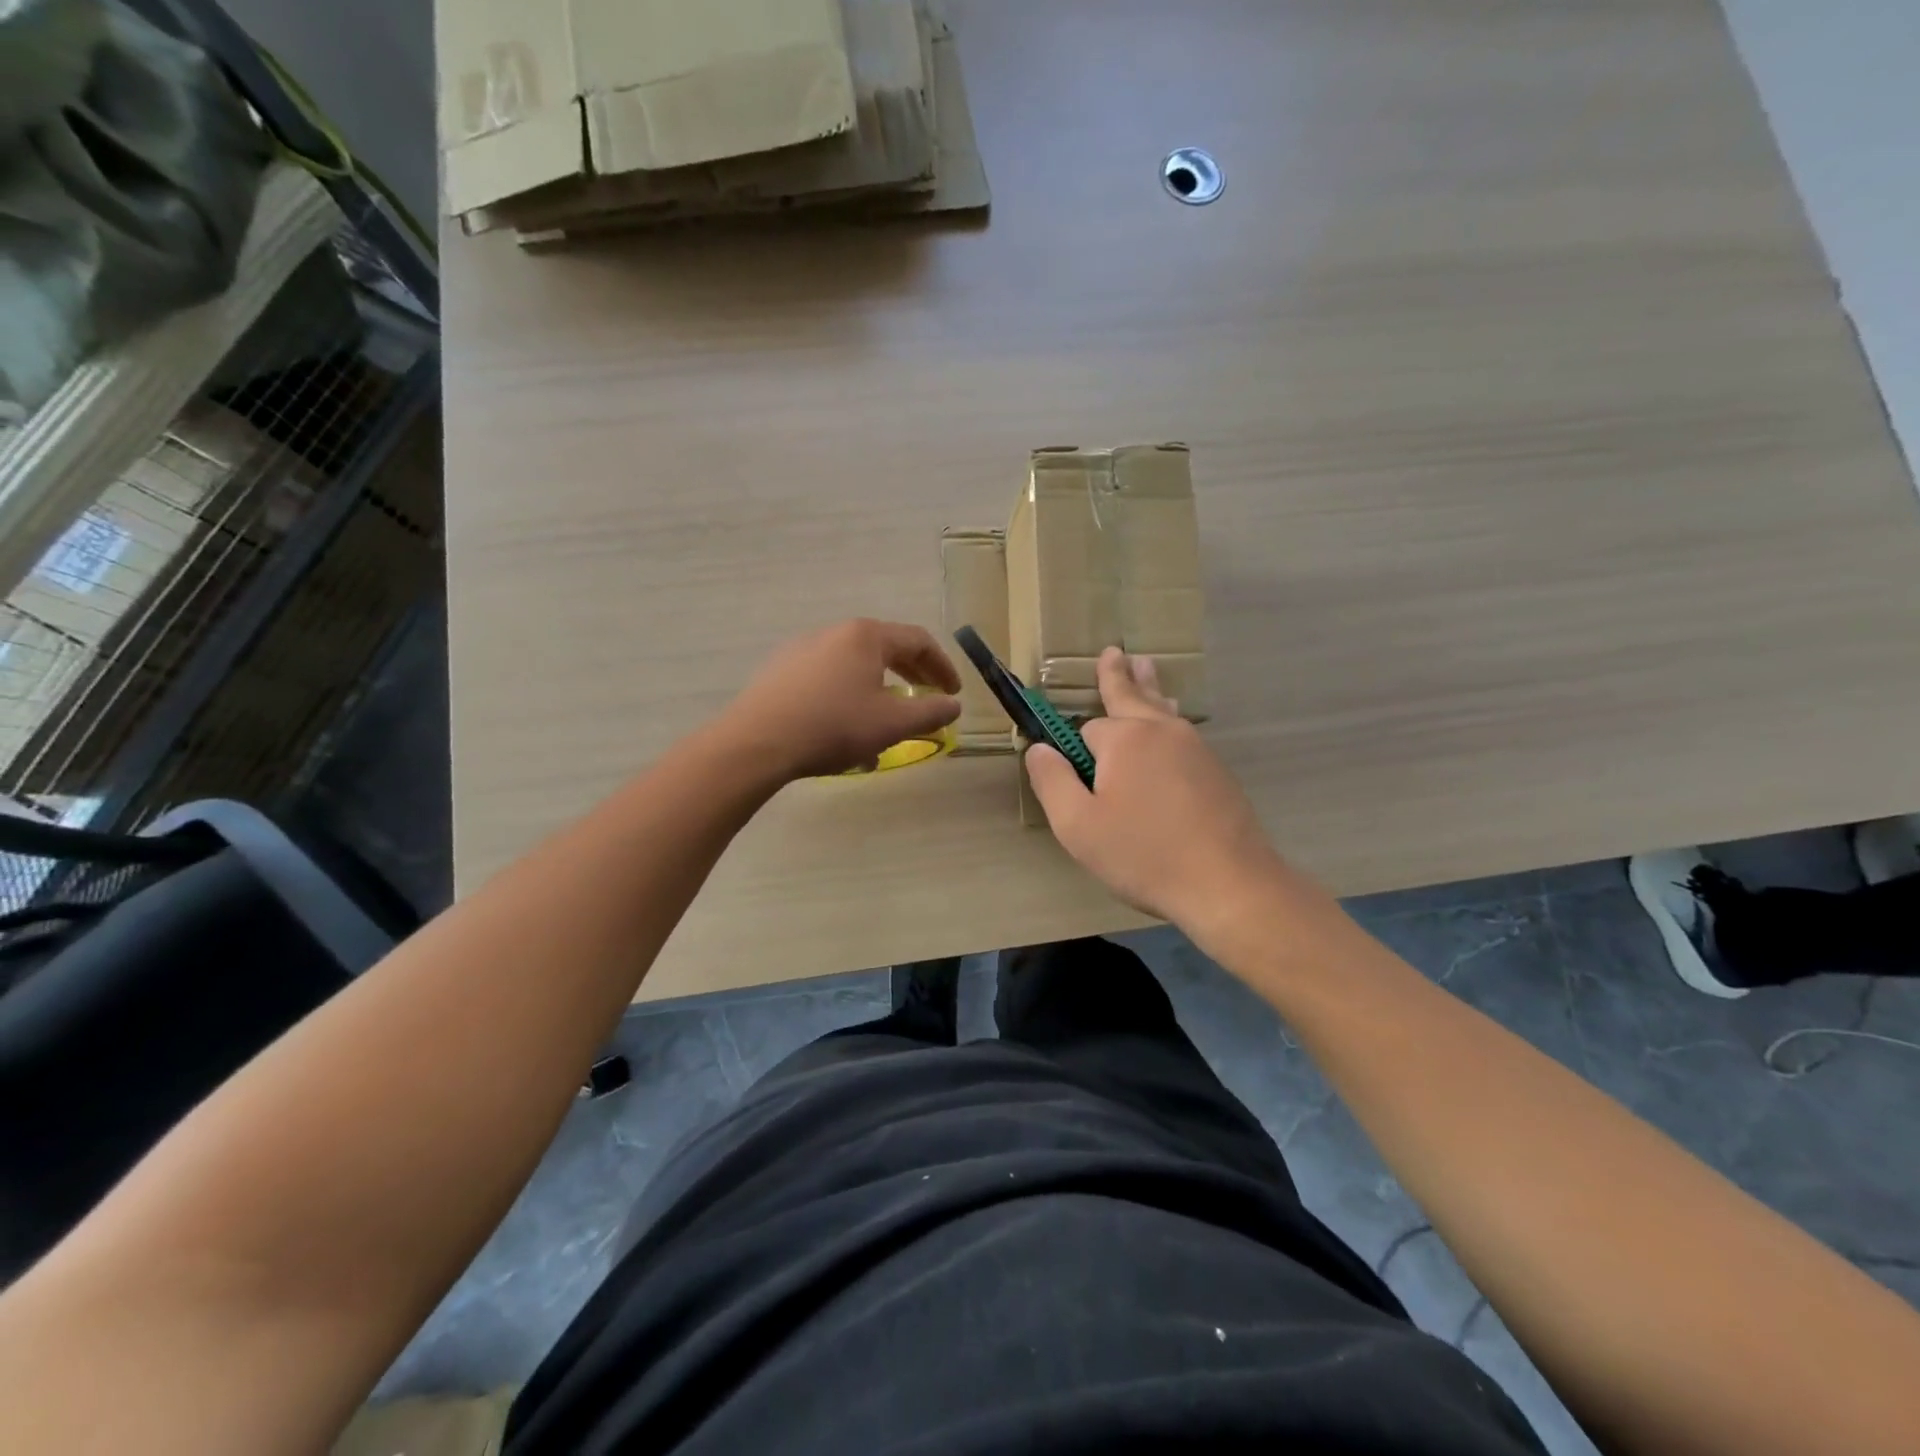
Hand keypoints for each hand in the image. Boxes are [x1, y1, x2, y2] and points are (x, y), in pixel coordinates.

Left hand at [720, 619, 961, 781]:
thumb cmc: (833, 726)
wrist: (757, 742)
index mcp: (866, 636)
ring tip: (886, 727)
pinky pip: (827, 679)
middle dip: (912, 677)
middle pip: (886, 648)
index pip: (918, 641)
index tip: (953, 693)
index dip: (942, 667)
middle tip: (927, 700)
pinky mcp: (780, 671)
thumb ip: (931, 712)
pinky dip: (848, 699)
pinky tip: (845, 733)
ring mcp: (802, 649)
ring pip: (855, 667)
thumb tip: (953, 706)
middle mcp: (834, 632)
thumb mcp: (892, 724)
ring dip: (879, 693)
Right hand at [1026, 647, 1288, 929]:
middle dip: (1118, 675)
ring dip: (1148, 689)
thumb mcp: (1078, 825)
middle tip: (1114, 651)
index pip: (1086, 728)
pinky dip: (1168, 721)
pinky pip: (1182, 733)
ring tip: (1143, 666)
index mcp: (1125, 738)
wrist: (1228, 883)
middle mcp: (1162, 731)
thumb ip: (1052, 781)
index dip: (1074, 751)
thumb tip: (1037, 748)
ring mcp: (1195, 747)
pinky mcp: (1216, 770)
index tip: (1066, 769)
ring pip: (1162, 710)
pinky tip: (1169, 726)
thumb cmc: (1144, 854)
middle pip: (1132, 694)